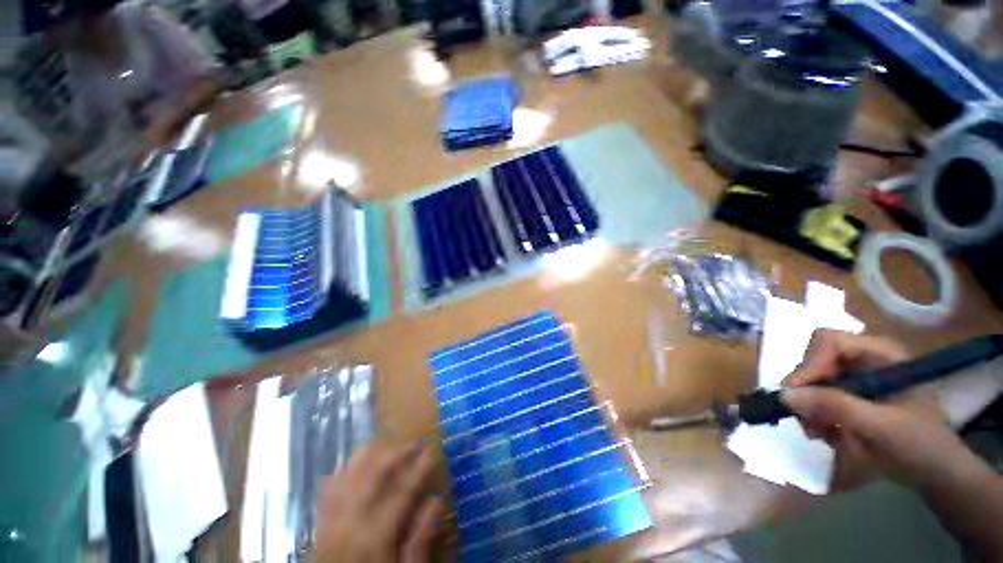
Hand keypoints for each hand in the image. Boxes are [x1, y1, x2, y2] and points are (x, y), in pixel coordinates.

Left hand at [316, 442, 443, 562]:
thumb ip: (421, 540)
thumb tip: (437, 501)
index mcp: (375, 537)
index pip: (401, 492)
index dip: (419, 468)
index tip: (432, 451)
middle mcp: (350, 524)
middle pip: (373, 476)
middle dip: (395, 453)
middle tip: (414, 443)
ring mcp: (331, 523)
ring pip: (348, 477)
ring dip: (367, 456)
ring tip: (386, 445)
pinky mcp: (319, 528)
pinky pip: (327, 492)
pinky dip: (340, 472)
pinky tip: (350, 463)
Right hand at [780, 329, 956, 490]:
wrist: (937, 474)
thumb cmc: (919, 445)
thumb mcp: (881, 427)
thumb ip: (836, 407)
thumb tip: (784, 394)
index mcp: (880, 353)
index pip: (829, 341)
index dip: (808, 364)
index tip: (795, 394)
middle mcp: (865, 359)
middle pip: (816, 360)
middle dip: (808, 391)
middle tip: (808, 421)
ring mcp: (857, 378)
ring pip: (812, 381)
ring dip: (810, 407)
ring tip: (821, 433)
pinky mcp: (851, 396)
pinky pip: (817, 397)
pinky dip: (815, 415)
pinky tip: (828, 433)